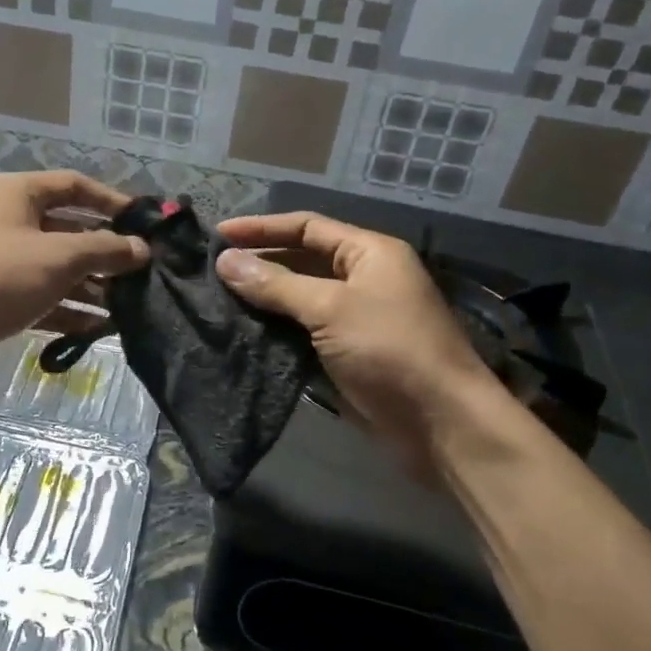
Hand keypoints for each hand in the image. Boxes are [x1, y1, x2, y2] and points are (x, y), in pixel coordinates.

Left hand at [0, 171, 148, 356]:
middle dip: (105, 253)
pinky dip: (66, 308)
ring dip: (89, 286)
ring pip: (55, 267)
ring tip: (127, 308)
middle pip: (68, 229)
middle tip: (142, 274)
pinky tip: (96, 329)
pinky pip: (39, 294)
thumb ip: (104, 250)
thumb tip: (141, 249)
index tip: (145, 225)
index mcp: (19, 193)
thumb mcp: (57, 259)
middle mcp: (8, 218)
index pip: (76, 186)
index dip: (113, 202)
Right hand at [215, 212, 502, 471]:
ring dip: (262, 298)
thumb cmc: (390, 349)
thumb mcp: (331, 308)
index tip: (217, 236)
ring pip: (298, 298)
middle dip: (259, 262)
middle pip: (301, 260)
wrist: (440, 423)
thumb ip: (276, 284)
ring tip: (216, 299)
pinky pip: (302, 332)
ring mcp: (354, 318)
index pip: (307, 227)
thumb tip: (225, 261)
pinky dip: (274, 330)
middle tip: (210, 270)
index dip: (261, 228)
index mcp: (368, 253)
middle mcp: (362, 278)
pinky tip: (241, 332)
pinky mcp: (345, 354)